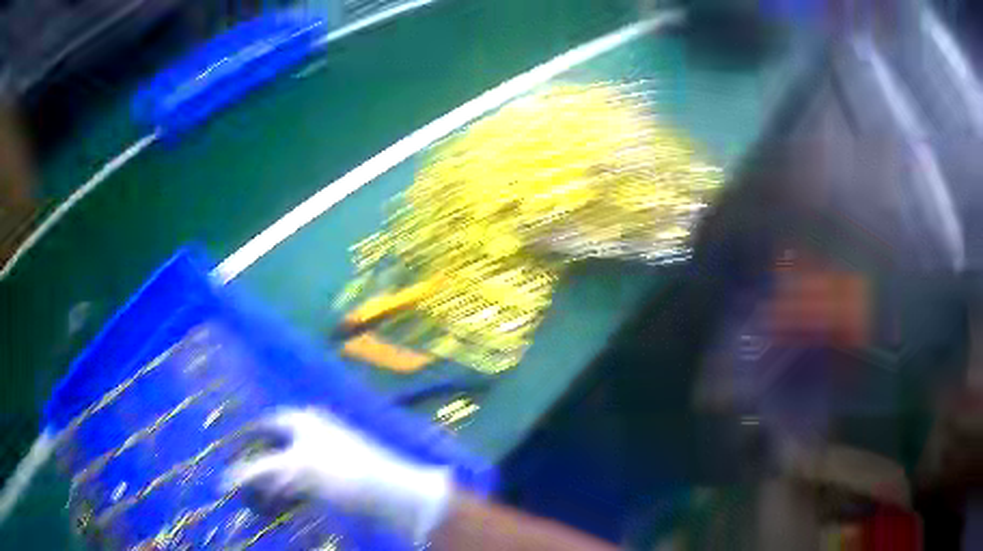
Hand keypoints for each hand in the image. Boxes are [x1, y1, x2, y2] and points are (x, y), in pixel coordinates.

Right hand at [223, 407, 452, 542]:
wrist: (395, 497)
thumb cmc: (342, 473)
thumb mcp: (294, 470)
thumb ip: (257, 472)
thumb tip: (224, 480)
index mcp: (300, 421)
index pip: (260, 428)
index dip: (242, 444)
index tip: (225, 463)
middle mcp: (310, 434)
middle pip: (272, 451)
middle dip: (255, 471)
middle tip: (238, 490)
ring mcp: (323, 459)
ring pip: (286, 472)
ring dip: (269, 488)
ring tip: (253, 505)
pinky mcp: (334, 481)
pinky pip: (301, 488)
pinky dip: (287, 498)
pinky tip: (277, 511)